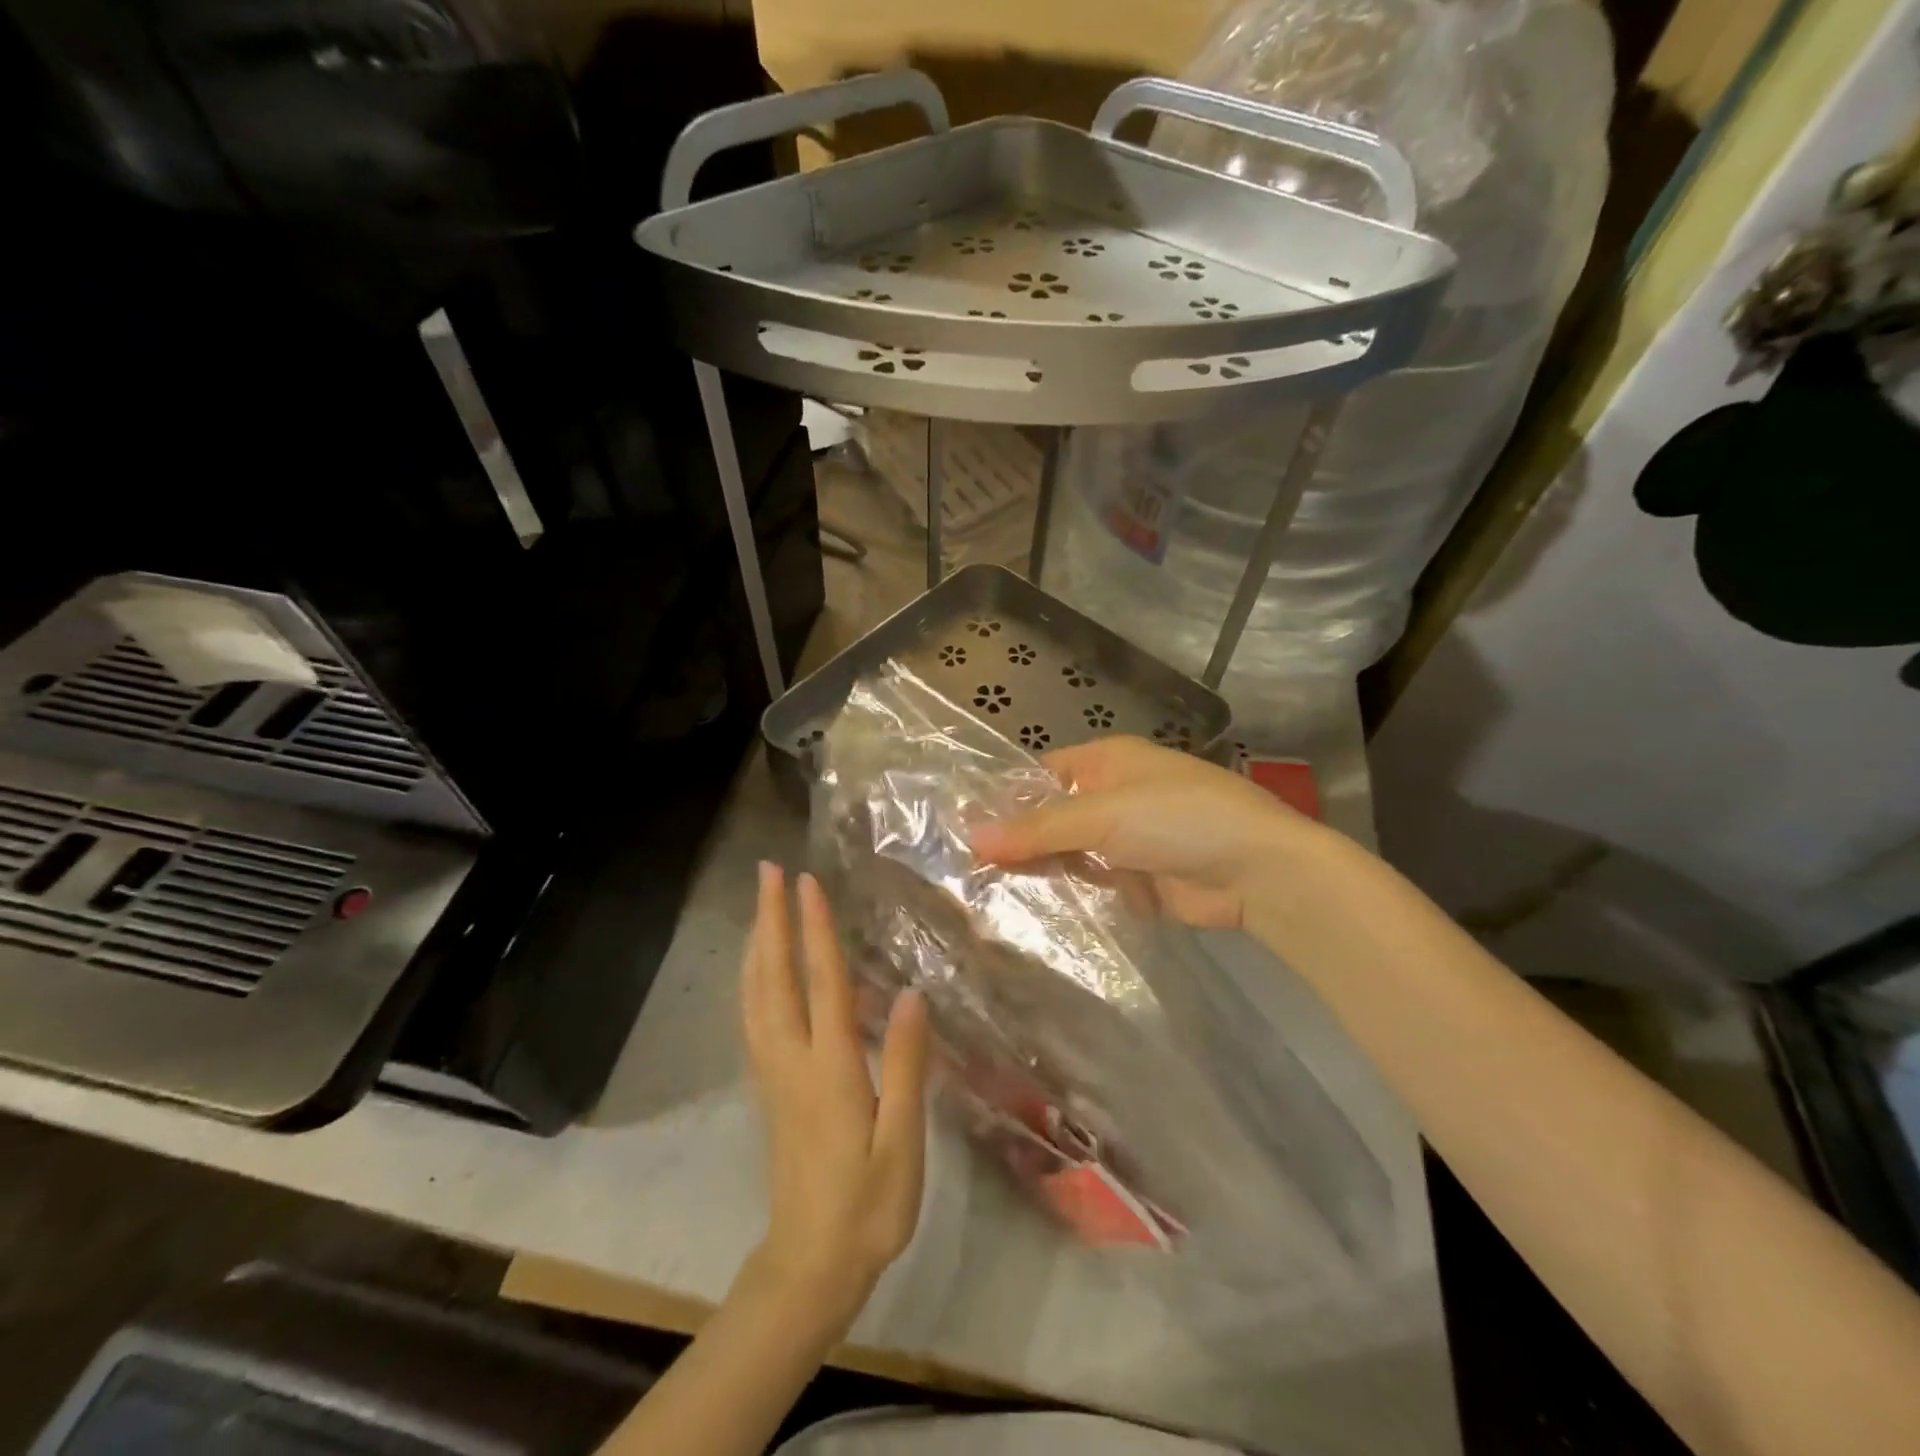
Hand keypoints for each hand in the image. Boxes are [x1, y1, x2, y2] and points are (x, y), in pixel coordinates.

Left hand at [739, 862, 930, 1335]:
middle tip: (766, 872)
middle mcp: (792, 1060)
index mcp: (829, 1068)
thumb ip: (906, 1066)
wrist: (810, 1266)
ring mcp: (773, 1074)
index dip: (814, 928)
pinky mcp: (768, 1088)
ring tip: (760, 905)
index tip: (807, 882)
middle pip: (773, 977)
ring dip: (757, 943)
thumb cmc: (868, 1206)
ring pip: (754, 995)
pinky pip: (752, 1017)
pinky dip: (752, 979)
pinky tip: (758, 969)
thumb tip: (912, 994)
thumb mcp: (903, 1142)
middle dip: (770, 919)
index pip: (821, 982)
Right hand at [970, 734, 1328, 932]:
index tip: (963, 826)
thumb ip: (1038, 829)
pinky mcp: (1142, 878)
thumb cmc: (1178, 820)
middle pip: (1054, 815)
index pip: (1043, 773)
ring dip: (1044, 870)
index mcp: (1108, 761)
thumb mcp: (1102, 815)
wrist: (1259, 871)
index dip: (1006, 797)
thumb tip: (972, 838)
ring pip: (1072, 852)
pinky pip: (1096, 883)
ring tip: (989, 893)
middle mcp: (1115, 794)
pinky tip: (1036, 909)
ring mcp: (1129, 838)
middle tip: (968, 868)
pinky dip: (1074, 893)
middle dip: (1020, 840)